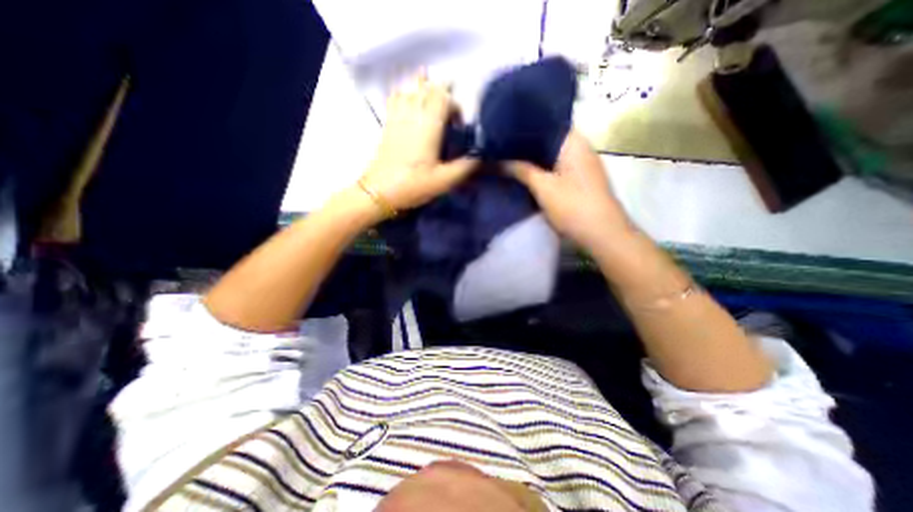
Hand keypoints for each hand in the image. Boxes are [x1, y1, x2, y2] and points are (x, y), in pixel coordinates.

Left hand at [360, 75, 479, 213]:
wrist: (380, 192)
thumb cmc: (413, 185)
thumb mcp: (444, 181)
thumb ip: (466, 167)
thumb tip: (481, 155)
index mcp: (428, 125)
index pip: (443, 97)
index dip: (455, 106)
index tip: (459, 126)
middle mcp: (412, 114)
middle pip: (427, 88)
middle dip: (442, 93)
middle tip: (450, 112)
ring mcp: (397, 117)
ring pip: (411, 89)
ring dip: (424, 88)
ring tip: (433, 98)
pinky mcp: (388, 124)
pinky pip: (396, 98)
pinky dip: (406, 94)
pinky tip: (410, 100)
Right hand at [510, 130, 631, 250]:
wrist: (602, 235)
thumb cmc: (573, 207)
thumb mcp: (543, 187)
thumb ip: (521, 170)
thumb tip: (498, 161)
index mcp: (574, 142)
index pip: (547, 123)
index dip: (524, 126)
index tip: (503, 131)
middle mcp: (579, 149)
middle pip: (547, 141)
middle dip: (524, 146)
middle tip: (499, 148)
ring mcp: (580, 166)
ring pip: (550, 157)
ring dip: (532, 160)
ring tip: (506, 159)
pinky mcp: (578, 181)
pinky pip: (555, 170)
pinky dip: (540, 172)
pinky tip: (523, 176)